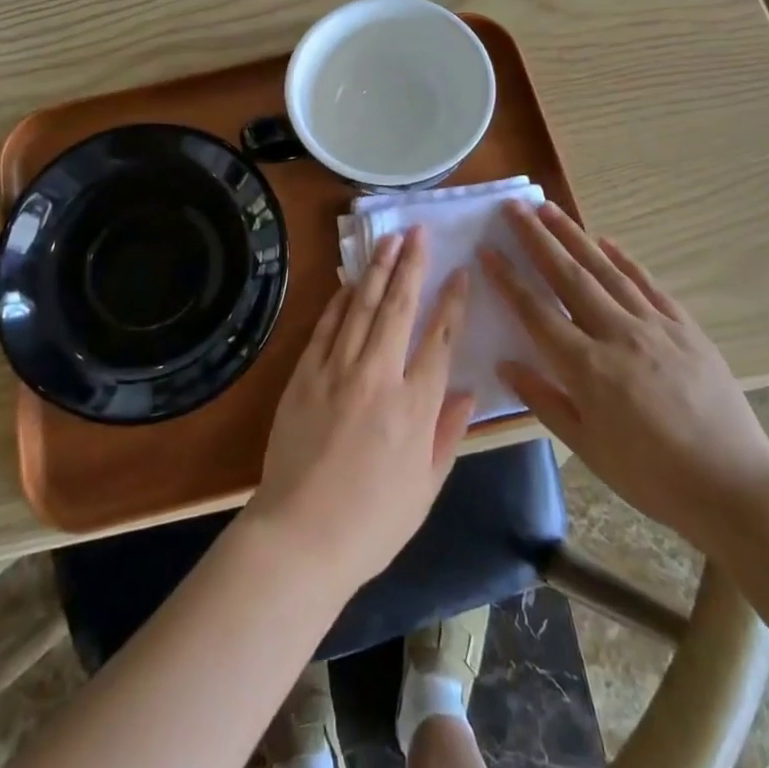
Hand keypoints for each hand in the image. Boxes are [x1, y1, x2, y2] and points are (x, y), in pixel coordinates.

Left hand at [244, 227, 474, 594]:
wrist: (301, 536)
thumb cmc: (373, 523)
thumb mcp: (426, 488)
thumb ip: (448, 434)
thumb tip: (467, 391)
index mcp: (415, 406)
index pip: (440, 338)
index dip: (453, 301)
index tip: (460, 271)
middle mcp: (378, 376)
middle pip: (398, 307)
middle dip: (411, 265)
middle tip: (417, 231)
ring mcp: (337, 371)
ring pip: (361, 307)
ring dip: (376, 269)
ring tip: (388, 240)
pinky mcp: (305, 374)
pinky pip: (326, 327)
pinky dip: (340, 300)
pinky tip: (350, 280)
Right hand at [482, 202, 768, 548]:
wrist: (734, 487)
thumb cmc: (652, 476)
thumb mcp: (588, 448)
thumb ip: (544, 400)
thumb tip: (506, 363)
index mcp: (587, 367)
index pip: (536, 312)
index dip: (507, 279)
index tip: (486, 249)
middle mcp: (617, 334)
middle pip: (568, 276)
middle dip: (537, 239)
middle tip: (514, 207)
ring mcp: (655, 326)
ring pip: (606, 270)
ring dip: (574, 236)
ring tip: (550, 208)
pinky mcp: (685, 328)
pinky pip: (648, 284)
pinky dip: (625, 259)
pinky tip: (606, 241)